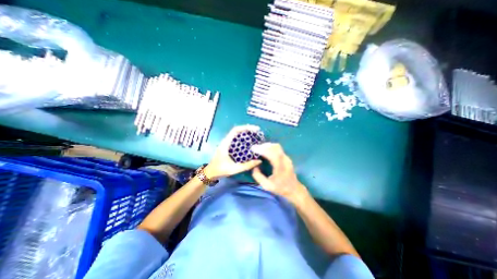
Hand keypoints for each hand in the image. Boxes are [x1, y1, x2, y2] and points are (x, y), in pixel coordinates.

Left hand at [204, 124, 261, 179]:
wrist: (210, 173)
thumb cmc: (220, 170)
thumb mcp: (234, 169)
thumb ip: (247, 166)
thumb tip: (259, 161)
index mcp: (226, 143)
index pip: (236, 130)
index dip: (246, 127)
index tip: (255, 129)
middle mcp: (226, 141)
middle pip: (237, 131)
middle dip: (247, 130)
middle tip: (257, 133)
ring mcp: (226, 144)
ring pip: (237, 135)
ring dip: (245, 134)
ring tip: (255, 136)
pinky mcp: (227, 147)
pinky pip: (236, 140)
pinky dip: (243, 140)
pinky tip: (249, 144)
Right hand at [250, 144, 308, 204]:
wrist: (294, 189)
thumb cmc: (280, 188)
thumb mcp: (266, 186)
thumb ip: (258, 176)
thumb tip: (254, 167)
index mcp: (280, 167)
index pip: (272, 154)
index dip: (262, 150)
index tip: (253, 149)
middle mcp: (285, 160)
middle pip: (275, 147)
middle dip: (264, 146)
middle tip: (255, 148)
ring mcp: (287, 158)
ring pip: (277, 146)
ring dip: (267, 146)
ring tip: (259, 148)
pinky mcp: (286, 157)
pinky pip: (278, 149)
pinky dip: (270, 147)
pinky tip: (265, 150)